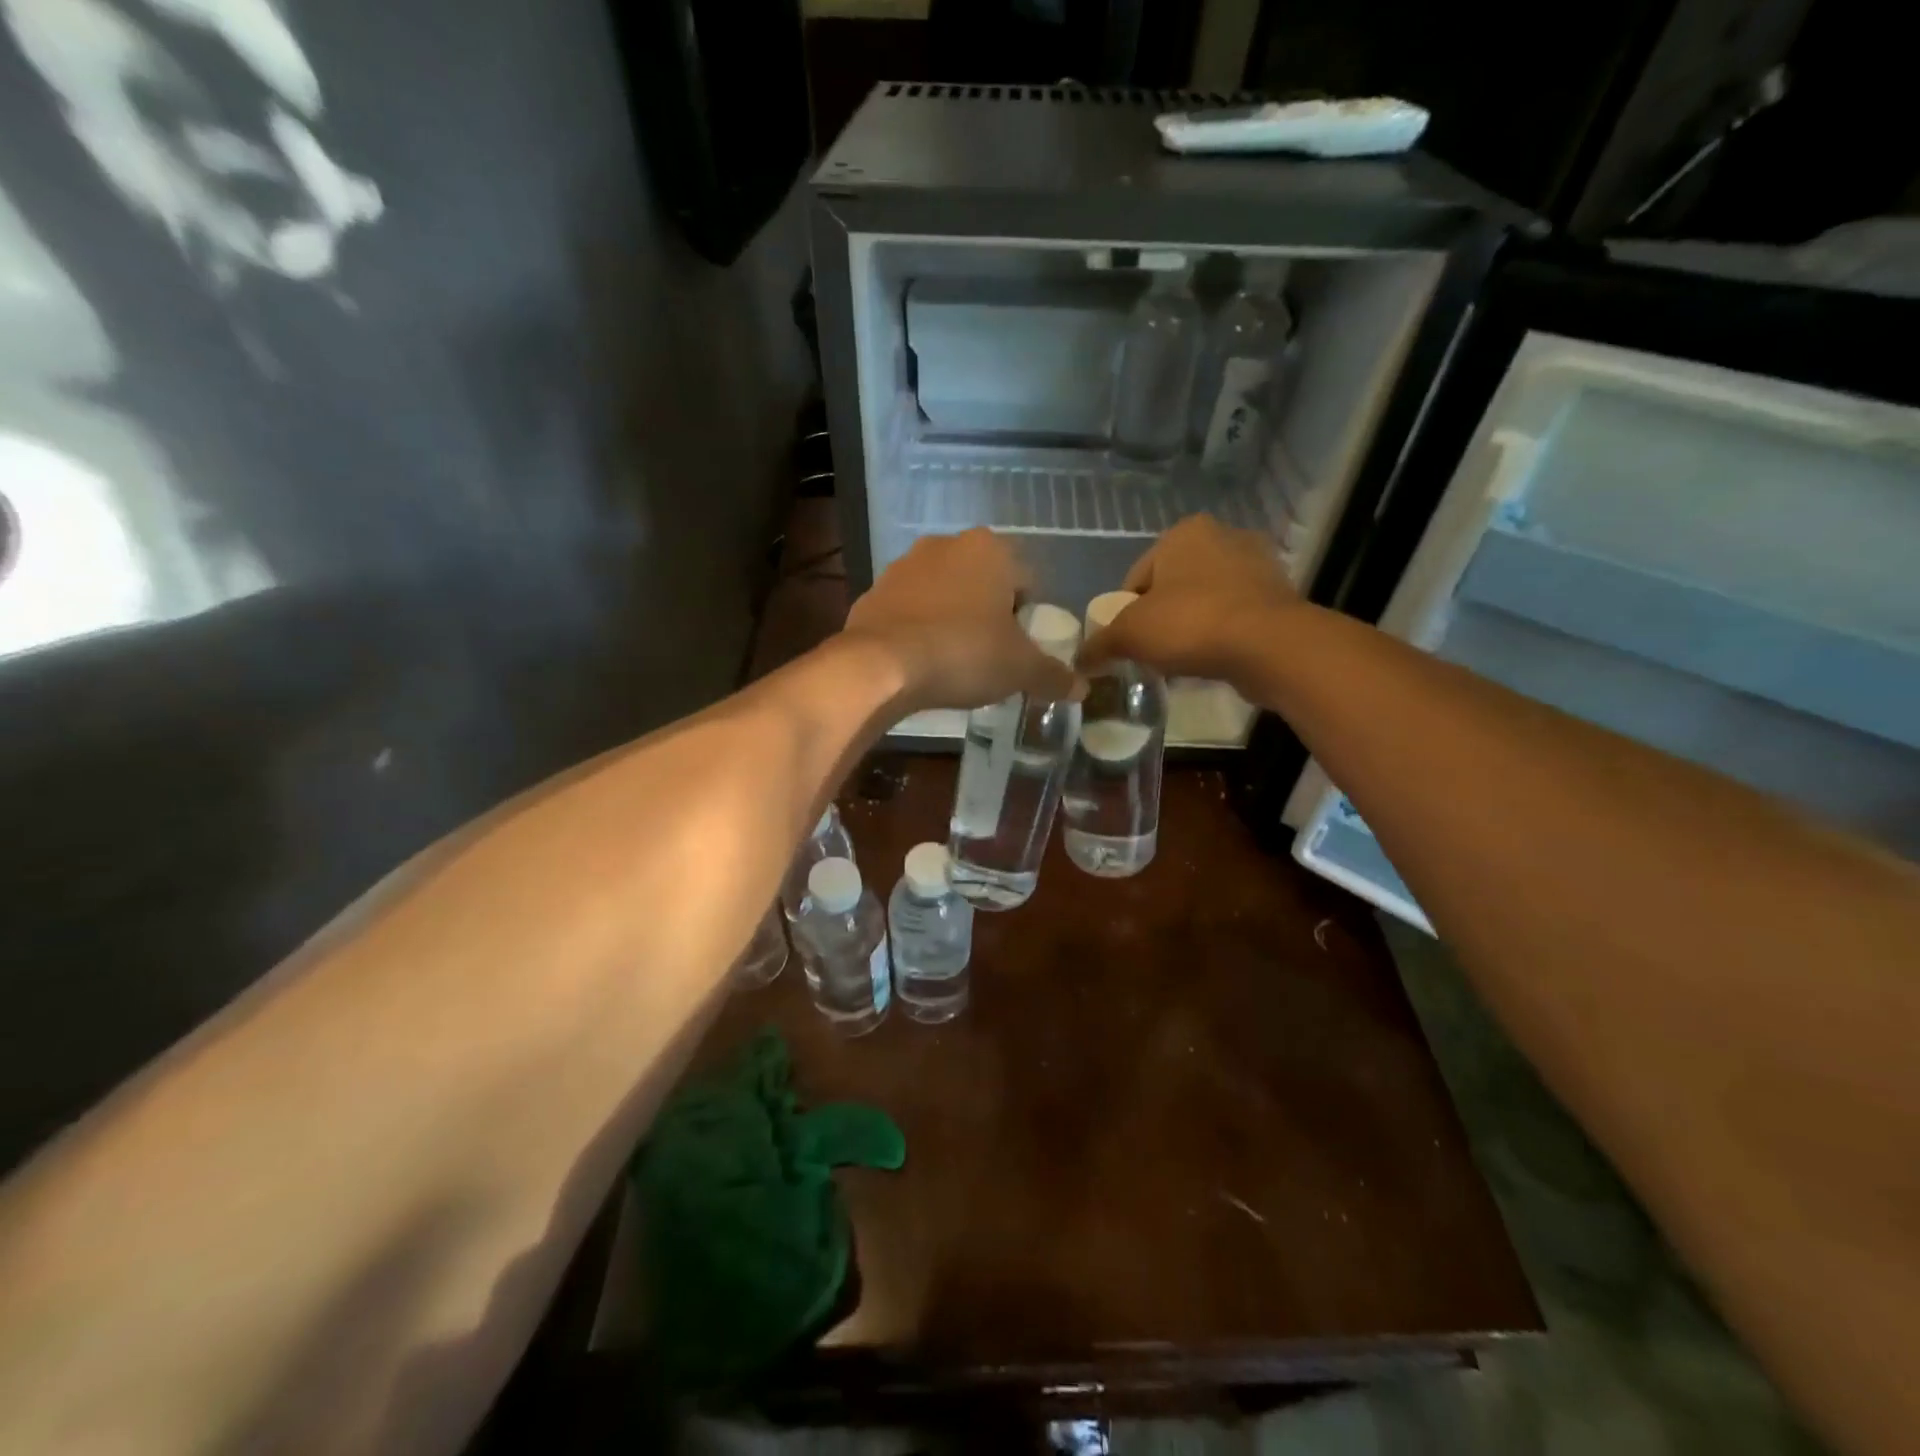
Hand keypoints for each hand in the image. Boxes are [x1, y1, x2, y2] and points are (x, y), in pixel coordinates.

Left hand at [842, 529, 1078, 711]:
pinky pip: (910, 610)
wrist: (882, 665)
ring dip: (953, 619)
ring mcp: (904, 565)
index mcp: (990, 549)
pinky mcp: (873, 592)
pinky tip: (921, 660)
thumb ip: (1054, 675)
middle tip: (991, 656)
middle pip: (983, 584)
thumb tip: (1082, 689)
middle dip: (989, 615)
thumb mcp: (1020, 669)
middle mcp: (946, 545)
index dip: (1029, 619)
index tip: (1021, 651)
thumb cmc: (964, 653)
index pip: (1027, 582)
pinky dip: (919, 629)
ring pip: (944, 593)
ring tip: (954, 661)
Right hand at [1079, 515, 1303, 687]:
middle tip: (1154, 654)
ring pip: (1205, 601)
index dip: (1125, 614)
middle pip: (1172, 587)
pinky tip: (1213, 660)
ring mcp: (1257, 564)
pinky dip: (1221, 635)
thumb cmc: (1191, 624)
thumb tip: (1079, 661)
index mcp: (1183, 532)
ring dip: (1191, 627)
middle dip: (1161, 619)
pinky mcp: (1279, 595)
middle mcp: (1223, 536)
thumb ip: (1100, 644)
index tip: (1128, 644)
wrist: (1270, 646)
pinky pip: (1234, 616)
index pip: (1137, 577)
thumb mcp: (1130, 635)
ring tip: (1184, 661)